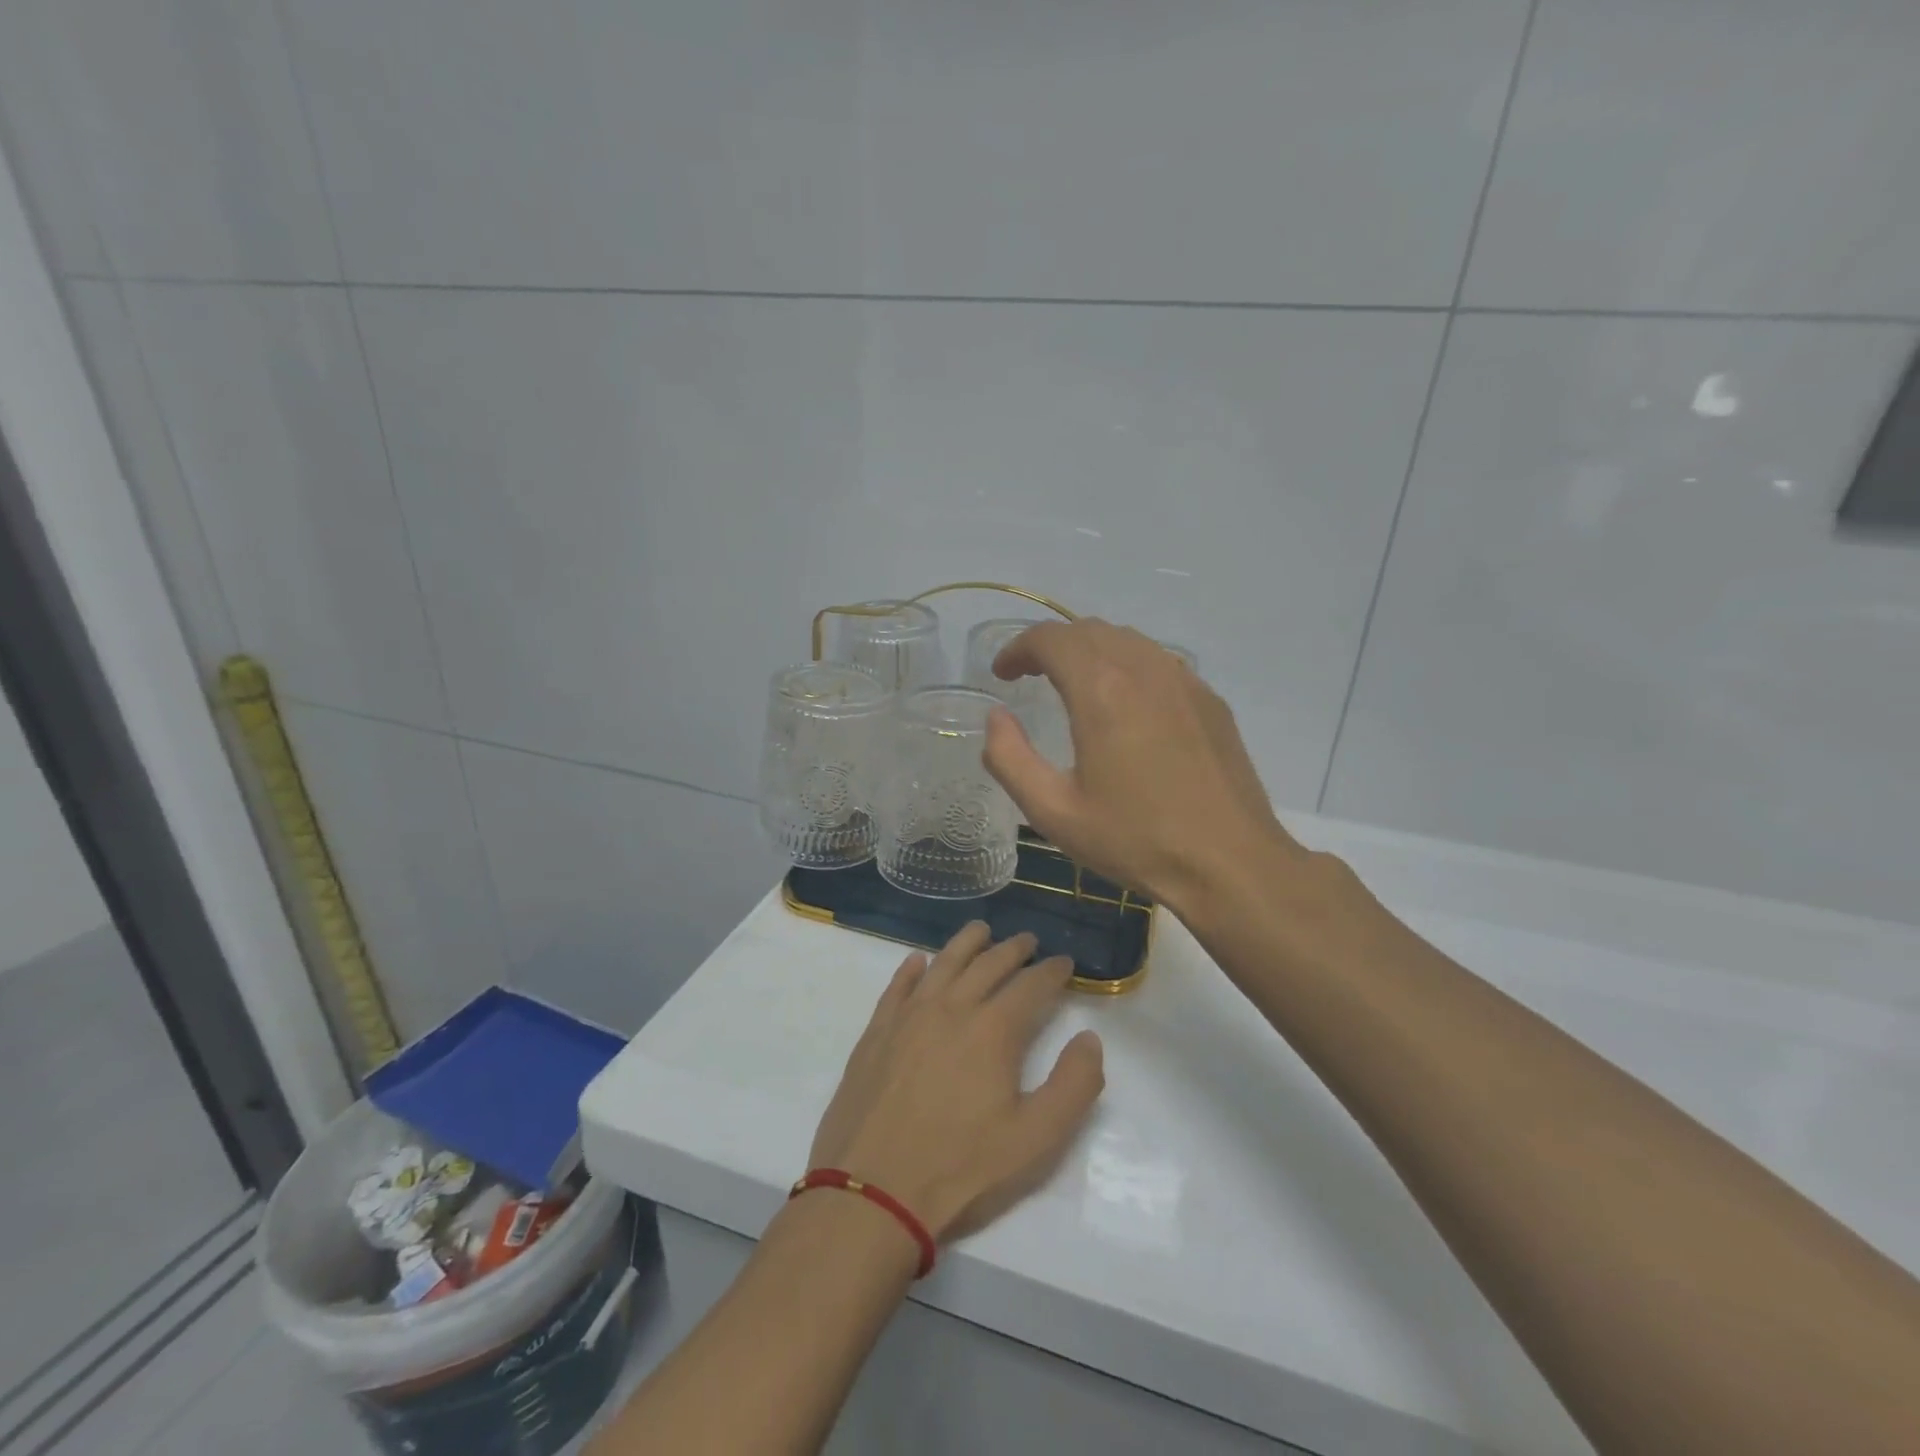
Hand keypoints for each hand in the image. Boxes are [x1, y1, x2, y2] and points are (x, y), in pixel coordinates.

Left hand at [807, 923, 1104, 1243]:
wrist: (872, 1191)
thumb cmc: (961, 1168)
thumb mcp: (1036, 1140)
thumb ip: (1074, 1086)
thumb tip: (1089, 1038)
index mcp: (993, 1030)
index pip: (1031, 986)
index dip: (1052, 971)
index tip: (1065, 962)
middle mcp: (951, 1008)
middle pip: (987, 965)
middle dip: (1013, 949)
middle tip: (1028, 941)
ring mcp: (908, 1016)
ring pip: (943, 964)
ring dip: (966, 943)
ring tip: (981, 930)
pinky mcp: (876, 1032)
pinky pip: (898, 987)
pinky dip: (911, 969)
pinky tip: (918, 962)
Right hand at [983, 618, 1303, 915]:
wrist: (1229, 863)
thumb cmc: (1135, 840)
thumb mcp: (1053, 812)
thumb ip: (1010, 758)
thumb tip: (996, 718)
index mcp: (1101, 690)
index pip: (1051, 638)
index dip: (1018, 648)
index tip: (1003, 674)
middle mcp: (1143, 669)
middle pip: (1088, 630)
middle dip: (1051, 645)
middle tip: (1030, 676)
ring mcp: (1184, 681)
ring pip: (1127, 640)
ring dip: (1090, 651)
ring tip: (1073, 684)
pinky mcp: (1209, 700)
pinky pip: (1158, 662)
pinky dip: (1127, 666)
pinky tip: (1125, 704)